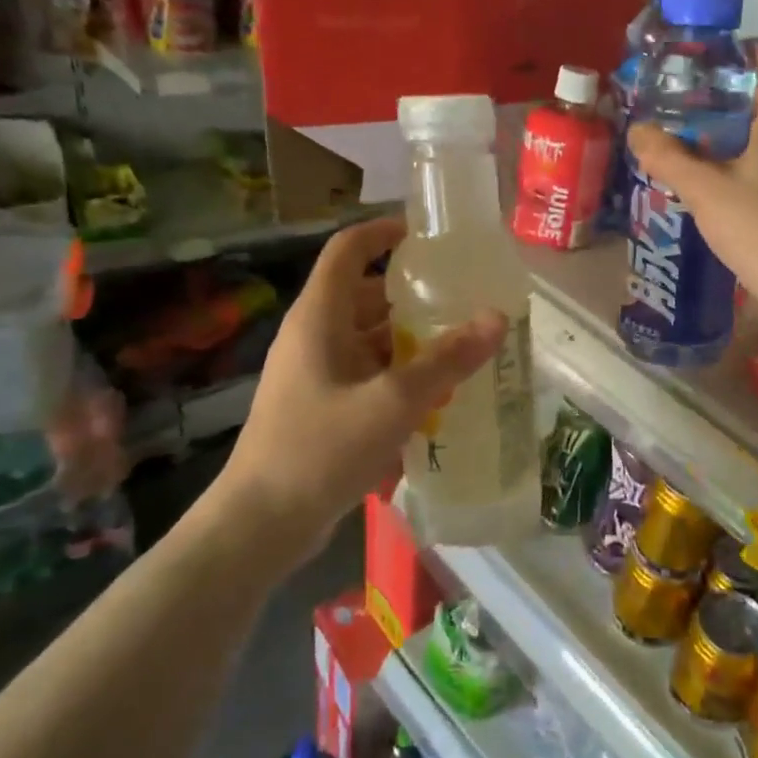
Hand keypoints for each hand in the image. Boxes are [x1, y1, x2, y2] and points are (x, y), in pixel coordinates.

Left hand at [214, 217, 506, 556]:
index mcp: (319, 318)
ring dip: (411, 342)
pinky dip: (399, 378)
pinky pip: (367, 377)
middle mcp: (314, 338)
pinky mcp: (321, 409)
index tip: (427, 234)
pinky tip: (436, 400)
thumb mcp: (392, 402)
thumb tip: (496, 318)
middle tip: (464, 301)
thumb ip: (446, 360)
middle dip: (413, 297)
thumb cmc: (320, 449)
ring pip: (369, 342)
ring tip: (462, 350)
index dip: (383, 232)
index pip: (347, 250)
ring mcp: (315, 376)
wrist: (260, 525)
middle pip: (365, 298)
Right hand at [630, 44, 757, 316]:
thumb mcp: (702, 190)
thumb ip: (668, 157)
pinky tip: (742, 188)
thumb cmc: (757, 226)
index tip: (723, 53)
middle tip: (703, 105)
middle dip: (743, 98)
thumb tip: (637, 130)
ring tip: (716, 147)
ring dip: (754, 135)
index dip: (752, 50)